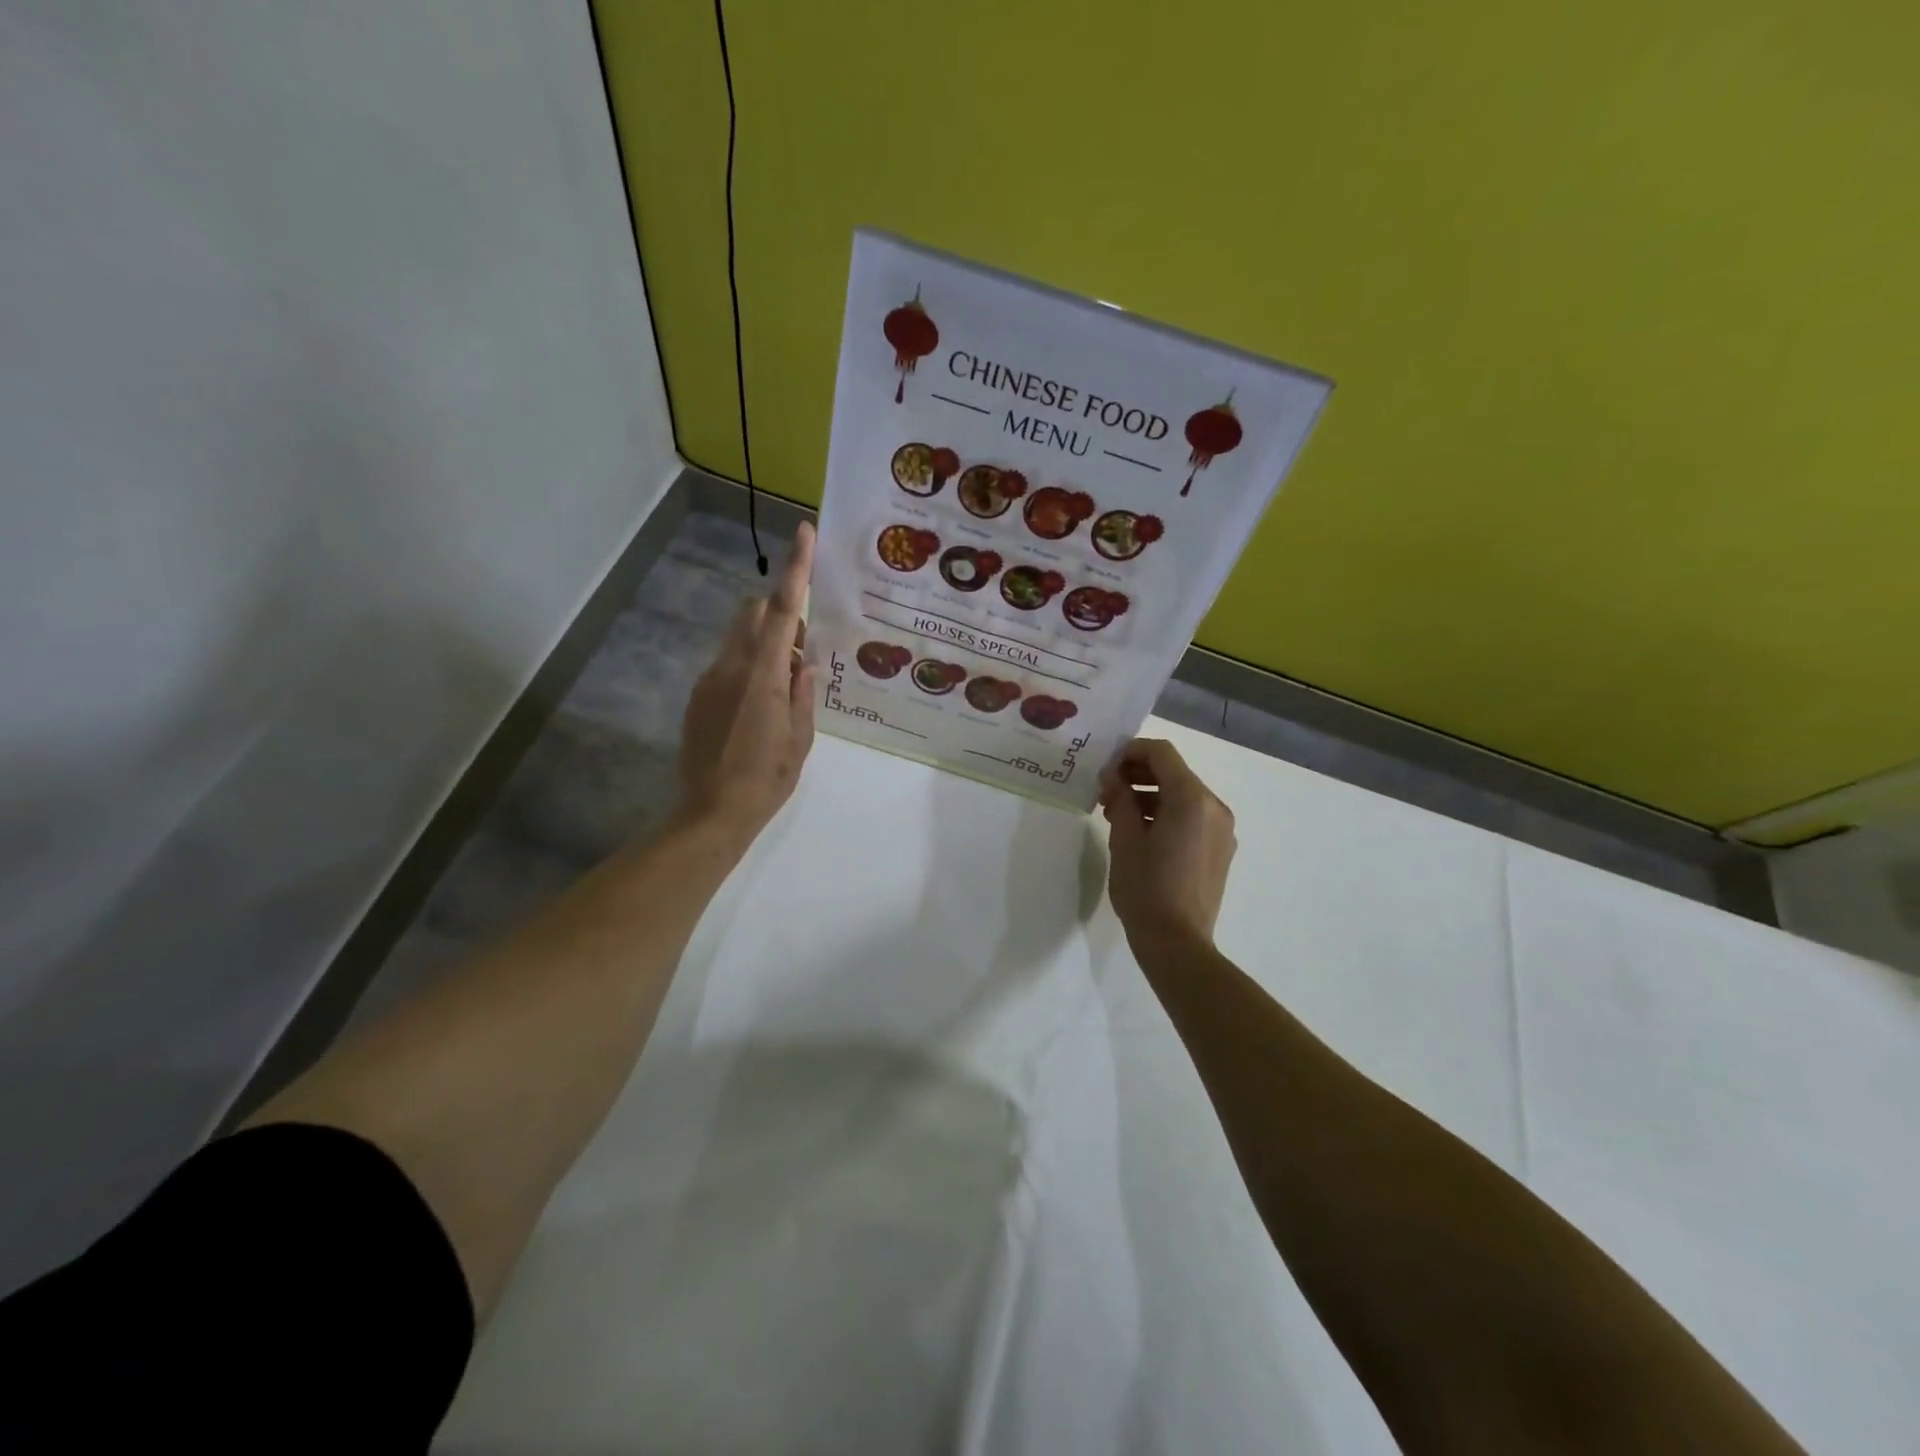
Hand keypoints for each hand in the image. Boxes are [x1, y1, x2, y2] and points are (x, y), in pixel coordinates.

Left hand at [674, 522, 816, 850]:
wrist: (710, 813)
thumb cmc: (766, 779)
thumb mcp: (801, 739)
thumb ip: (804, 692)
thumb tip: (806, 661)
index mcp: (763, 675)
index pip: (781, 609)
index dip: (795, 568)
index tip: (803, 533)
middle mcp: (730, 666)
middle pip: (752, 613)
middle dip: (778, 612)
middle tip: (802, 644)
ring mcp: (709, 679)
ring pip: (738, 638)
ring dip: (763, 641)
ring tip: (784, 682)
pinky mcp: (698, 695)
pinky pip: (727, 663)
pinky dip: (748, 665)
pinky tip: (759, 704)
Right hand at [1099, 738, 1236, 949]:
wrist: (1177, 943)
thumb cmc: (1146, 888)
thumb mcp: (1125, 839)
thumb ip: (1120, 798)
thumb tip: (1112, 776)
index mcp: (1191, 799)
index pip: (1162, 754)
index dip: (1131, 752)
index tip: (1106, 768)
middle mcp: (1214, 807)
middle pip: (1175, 773)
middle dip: (1138, 775)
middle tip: (1106, 792)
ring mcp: (1222, 830)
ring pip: (1183, 796)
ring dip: (1151, 796)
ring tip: (1118, 816)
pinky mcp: (1220, 850)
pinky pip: (1193, 818)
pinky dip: (1168, 815)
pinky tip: (1142, 835)